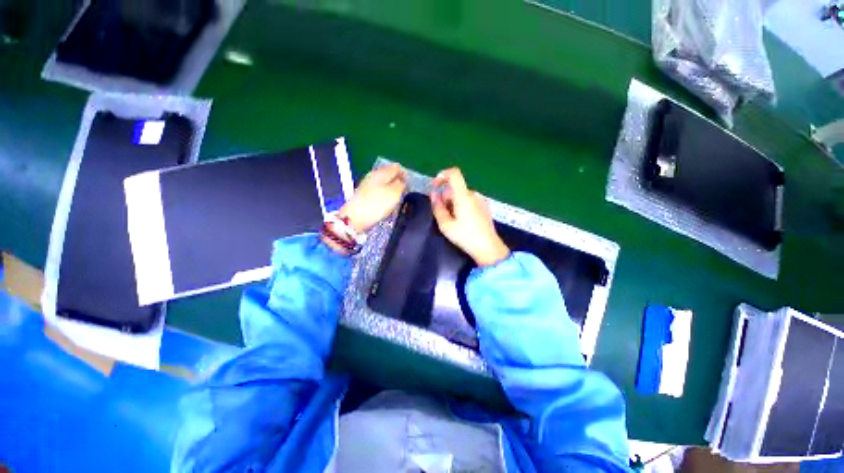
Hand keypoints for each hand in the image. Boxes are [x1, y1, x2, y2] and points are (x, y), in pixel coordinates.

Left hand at [339, 163, 406, 232]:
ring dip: (391, 191)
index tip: (408, 186)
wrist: (355, 218)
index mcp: (382, 172)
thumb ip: (401, 184)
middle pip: (389, 175)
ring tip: (395, 201)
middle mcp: (373, 175)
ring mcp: (367, 185)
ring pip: (384, 184)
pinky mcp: (364, 195)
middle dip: (397, 183)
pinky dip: (384, 197)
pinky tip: (385, 205)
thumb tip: (403, 180)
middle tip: (403, 194)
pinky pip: (378, 192)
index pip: (396, 167)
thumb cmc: (377, 204)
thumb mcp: (394, 193)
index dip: (405, 175)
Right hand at [430, 168, 509, 266]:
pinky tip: (463, 223)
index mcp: (464, 196)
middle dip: (445, 198)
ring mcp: (481, 200)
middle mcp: (473, 194)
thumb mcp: (446, 225)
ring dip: (453, 204)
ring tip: (453, 222)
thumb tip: (433, 194)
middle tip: (443, 216)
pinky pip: (469, 201)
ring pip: (461, 196)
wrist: (488, 248)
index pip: (454, 173)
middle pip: (455, 189)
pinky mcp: (484, 207)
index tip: (435, 187)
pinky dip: (462, 207)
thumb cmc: (465, 236)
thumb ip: (437, 207)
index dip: (442, 175)